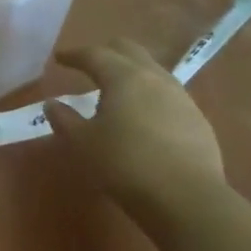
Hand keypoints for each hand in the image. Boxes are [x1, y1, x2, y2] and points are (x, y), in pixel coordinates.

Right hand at [47, 38, 225, 211]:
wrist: (187, 199)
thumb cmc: (124, 164)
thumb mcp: (82, 143)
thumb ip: (64, 119)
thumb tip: (52, 104)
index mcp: (124, 77)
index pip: (95, 54)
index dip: (74, 54)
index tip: (60, 58)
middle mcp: (156, 79)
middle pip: (130, 51)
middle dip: (107, 52)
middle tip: (89, 64)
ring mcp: (182, 99)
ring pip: (153, 71)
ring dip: (131, 73)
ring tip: (115, 91)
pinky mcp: (198, 121)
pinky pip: (168, 95)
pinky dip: (149, 96)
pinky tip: (142, 116)